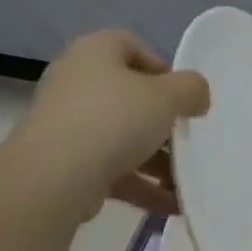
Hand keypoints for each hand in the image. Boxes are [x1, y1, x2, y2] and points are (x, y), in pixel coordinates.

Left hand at [14, 30, 209, 219]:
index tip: (183, 96)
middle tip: (187, 140)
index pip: (129, 46)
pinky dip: (141, 185)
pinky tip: (172, 205)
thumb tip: (197, 96)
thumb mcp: (167, 96)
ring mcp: (67, 126)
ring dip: (157, 161)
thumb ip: (191, 89)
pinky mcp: (66, 164)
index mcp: (94, 52)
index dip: (161, 68)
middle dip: (162, 123)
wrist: (54, 176)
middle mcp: (75, 83)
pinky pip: (111, 170)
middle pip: (128, 97)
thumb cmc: (114, 119)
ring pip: (121, 138)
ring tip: (186, 182)